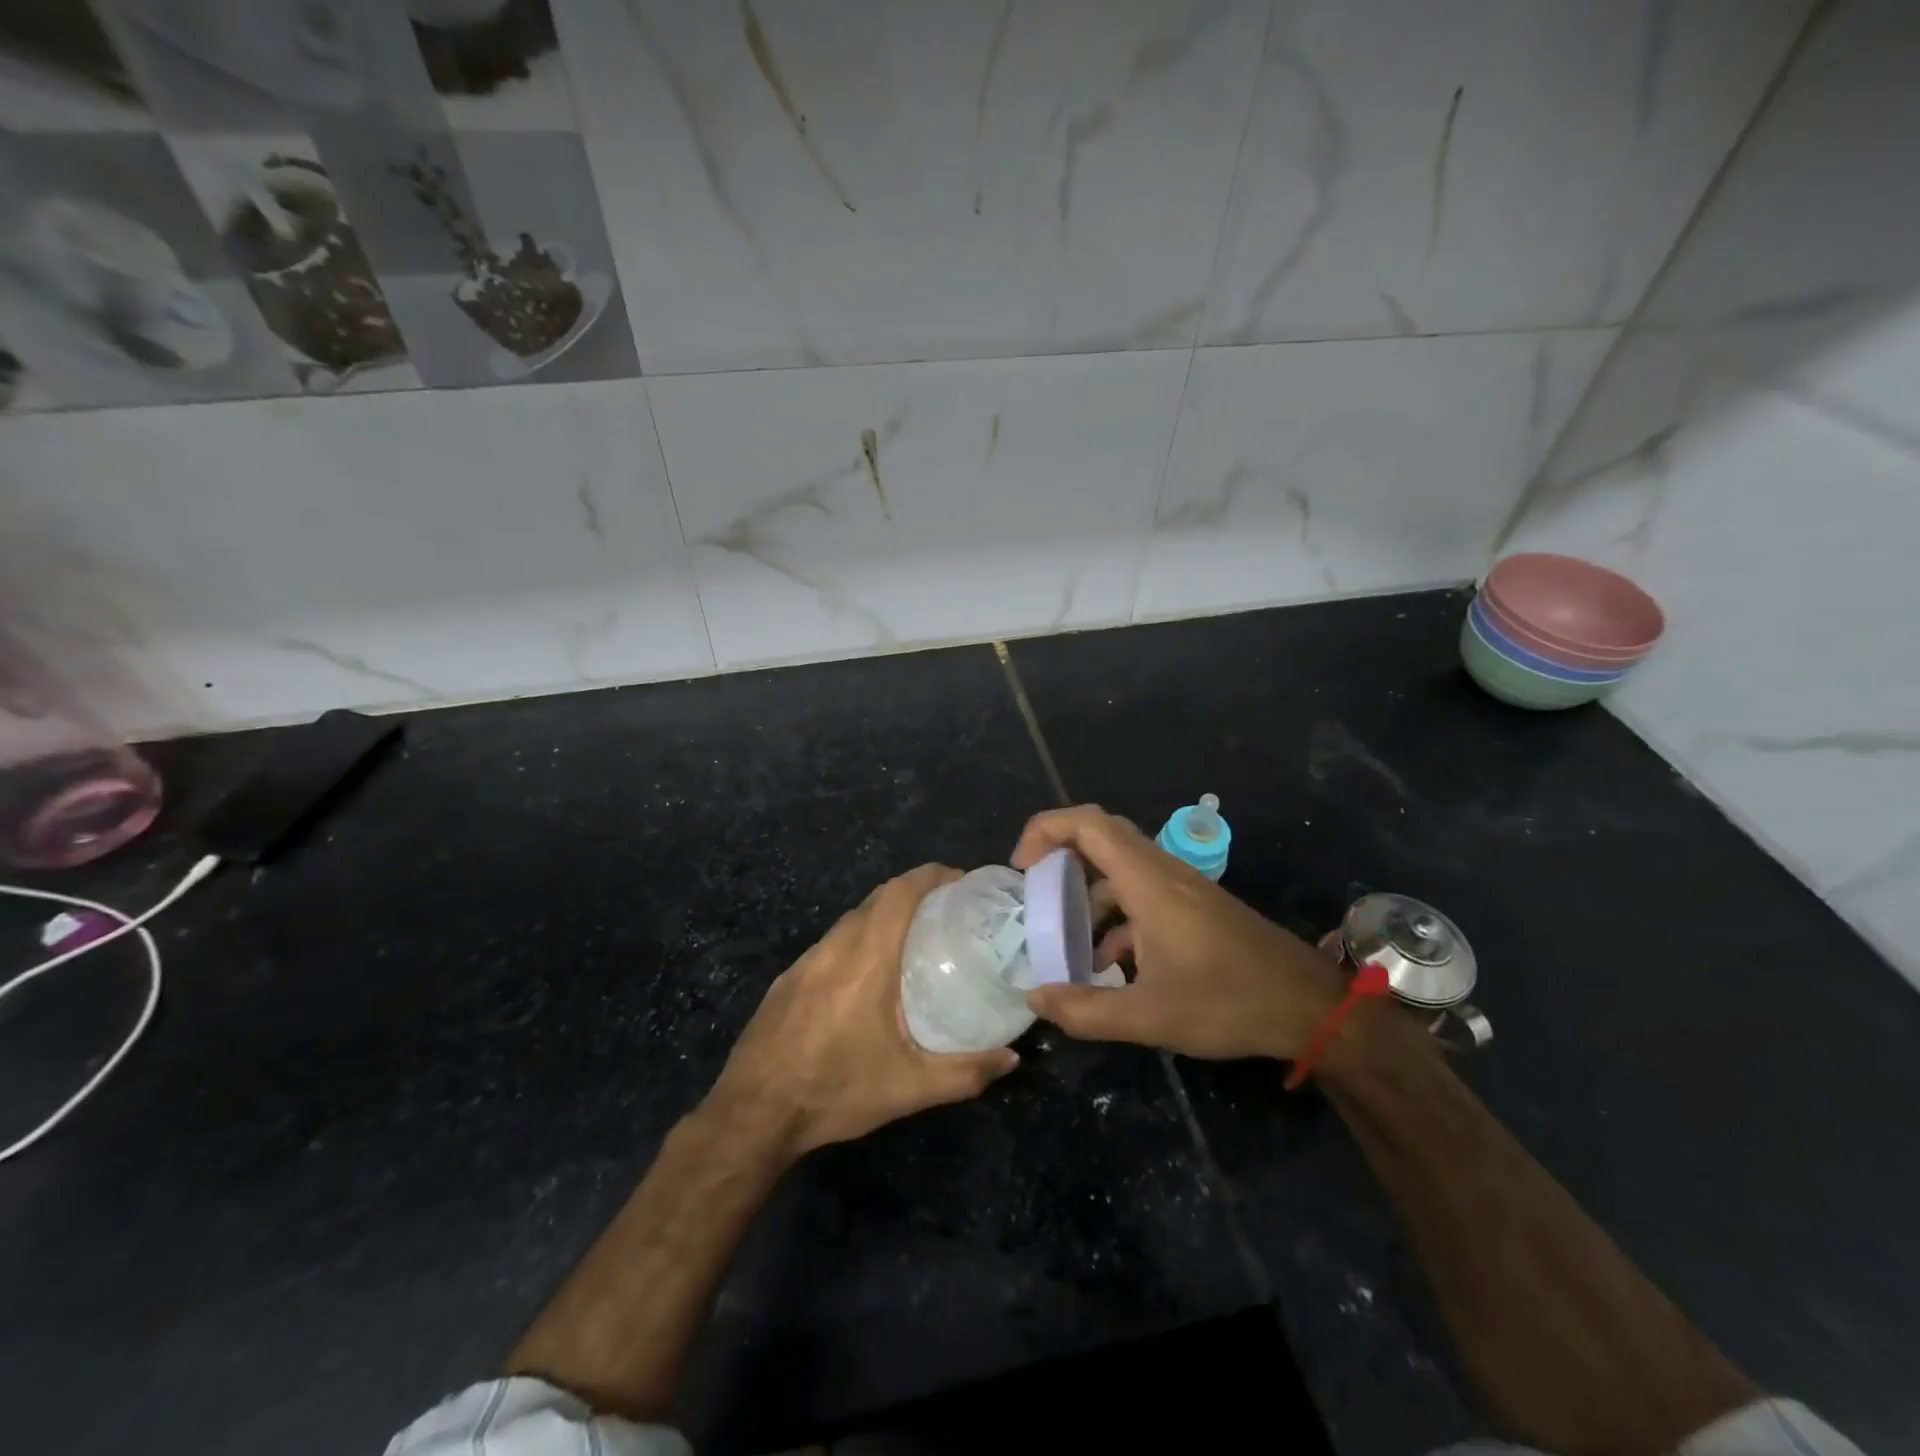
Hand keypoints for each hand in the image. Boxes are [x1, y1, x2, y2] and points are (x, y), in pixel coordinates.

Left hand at [706, 864, 1019, 1159]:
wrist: (753, 1114)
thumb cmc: (835, 1091)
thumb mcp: (909, 1089)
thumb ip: (965, 1072)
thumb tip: (1012, 1059)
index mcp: (866, 959)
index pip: (899, 893)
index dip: (931, 876)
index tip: (960, 880)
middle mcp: (834, 947)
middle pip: (877, 899)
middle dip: (914, 893)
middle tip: (948, 912)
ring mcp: (805, 961)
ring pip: (851, 920)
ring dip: (884, 916)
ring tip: (914, 940)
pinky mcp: (787, 979)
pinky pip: (831, 943)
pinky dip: (858, 940)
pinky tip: (867, 976)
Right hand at [1012, 805, 1347, 1060]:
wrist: (1309, 1006)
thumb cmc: (1230, 1002)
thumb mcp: (1150, 1016)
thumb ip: (1086, 1010)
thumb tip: (1034, 1001)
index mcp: (1148, 883)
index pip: (1089, 825)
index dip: (1045, 831)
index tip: (1021, 868)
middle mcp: (1162, 872)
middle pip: (1101, 835)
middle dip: (1059, 853)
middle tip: (1033, 889)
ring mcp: (1181, 888)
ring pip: (1120, 866)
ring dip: (1086, 890)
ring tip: (1063, 936)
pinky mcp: (1193, 906)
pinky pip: (1140, 892)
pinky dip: (1113, 914)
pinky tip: (1108, 963)